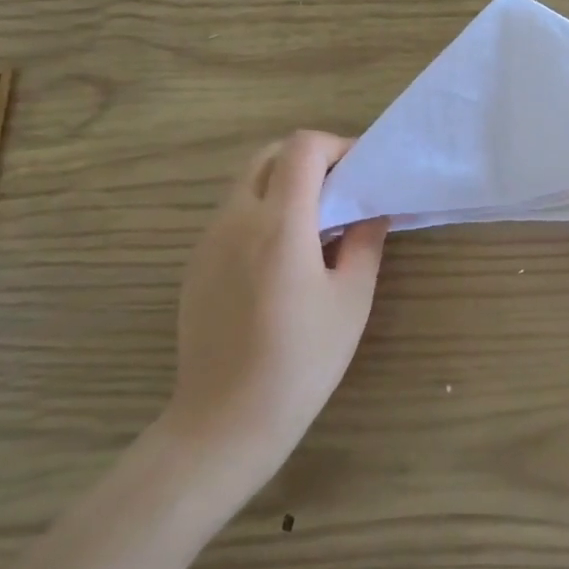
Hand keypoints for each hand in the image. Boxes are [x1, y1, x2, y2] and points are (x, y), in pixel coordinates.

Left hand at [160, 131, 389, 486]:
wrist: (225, 422)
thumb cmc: (301, 362)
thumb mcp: (351, 300)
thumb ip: (365, 243)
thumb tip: (372, 210)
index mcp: (279, 225)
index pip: (302, 148)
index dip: (336, 146)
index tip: (360, 171)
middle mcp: (236, 220)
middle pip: (269, 155)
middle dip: (309, 158)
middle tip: (340, 191)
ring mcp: (208, 241)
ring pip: (247, 183)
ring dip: (284, 184)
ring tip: (316, 223)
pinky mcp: (196, 264)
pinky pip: (232, 214)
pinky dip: (262, 210)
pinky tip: (283, 255)